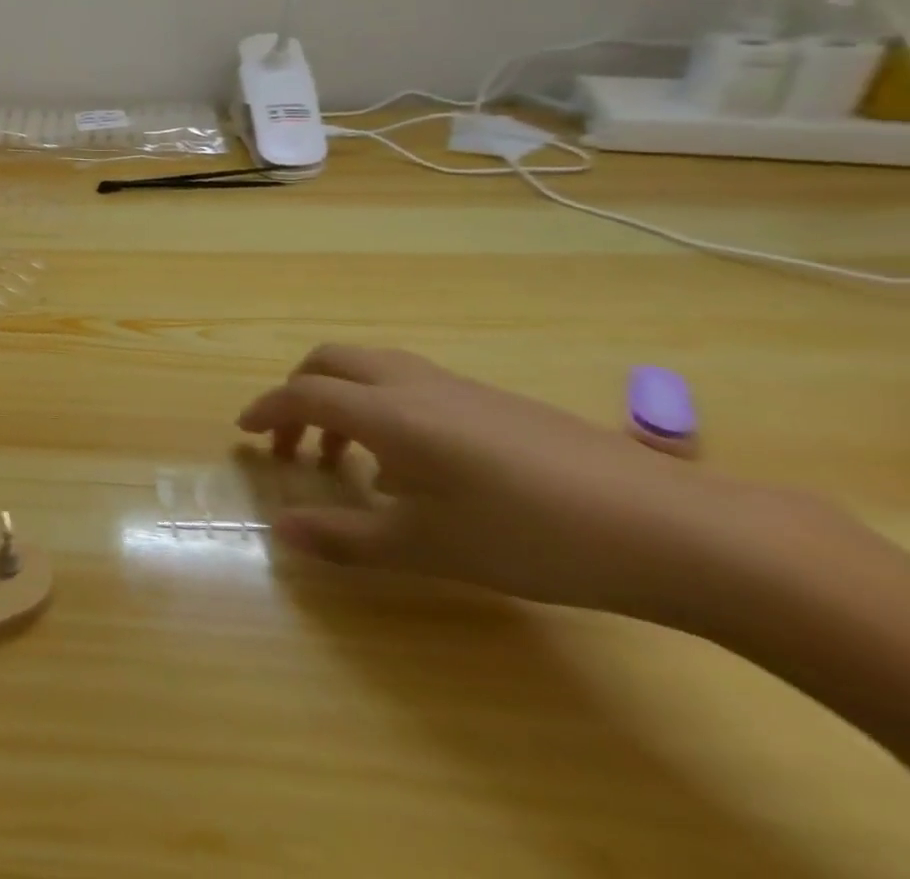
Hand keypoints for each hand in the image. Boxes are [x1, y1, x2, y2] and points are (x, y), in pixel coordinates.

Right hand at [236, 344, 752, 620]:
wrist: (665, 526)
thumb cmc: (529, 536)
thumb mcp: (428, 548)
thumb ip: (346, 538)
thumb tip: (280, 532)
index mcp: (388, 411)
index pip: (304, 393)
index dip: (267, 410)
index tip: (243, 432)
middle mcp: (412, 383)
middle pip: (331, 361)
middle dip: (297, 391)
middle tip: (289, 441)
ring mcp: (456, 385)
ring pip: (372, 367)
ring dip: (340, 396)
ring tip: (345, 456)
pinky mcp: (491, 399)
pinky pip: (409, 382)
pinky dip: (380, 404)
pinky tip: (411, 463)